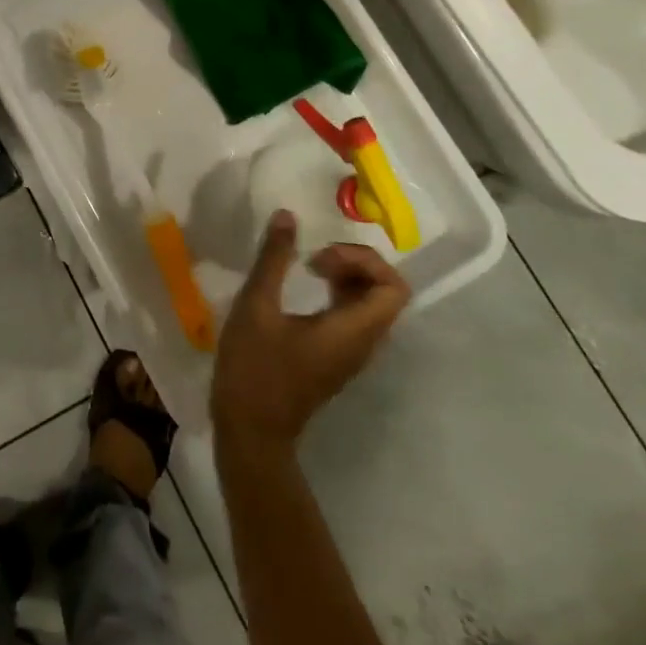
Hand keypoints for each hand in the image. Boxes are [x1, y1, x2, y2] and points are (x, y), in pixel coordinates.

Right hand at [211, 210, 409, 451]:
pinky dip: (338, 293)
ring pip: (370, 304)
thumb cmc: (254, 367)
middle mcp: (363, 343)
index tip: (321, 257)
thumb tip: (287, 215)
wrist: (251, 429)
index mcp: (353, 331)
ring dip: (346, 276)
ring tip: (308, 267)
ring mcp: (351, 353)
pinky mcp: (336, 357)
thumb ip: (274, 259)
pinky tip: (304, 289)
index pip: (394, 288)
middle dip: (355, 263)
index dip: (364, 260)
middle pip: (386, 292)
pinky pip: (354, 316)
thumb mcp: (256, 306)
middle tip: (314, 257)